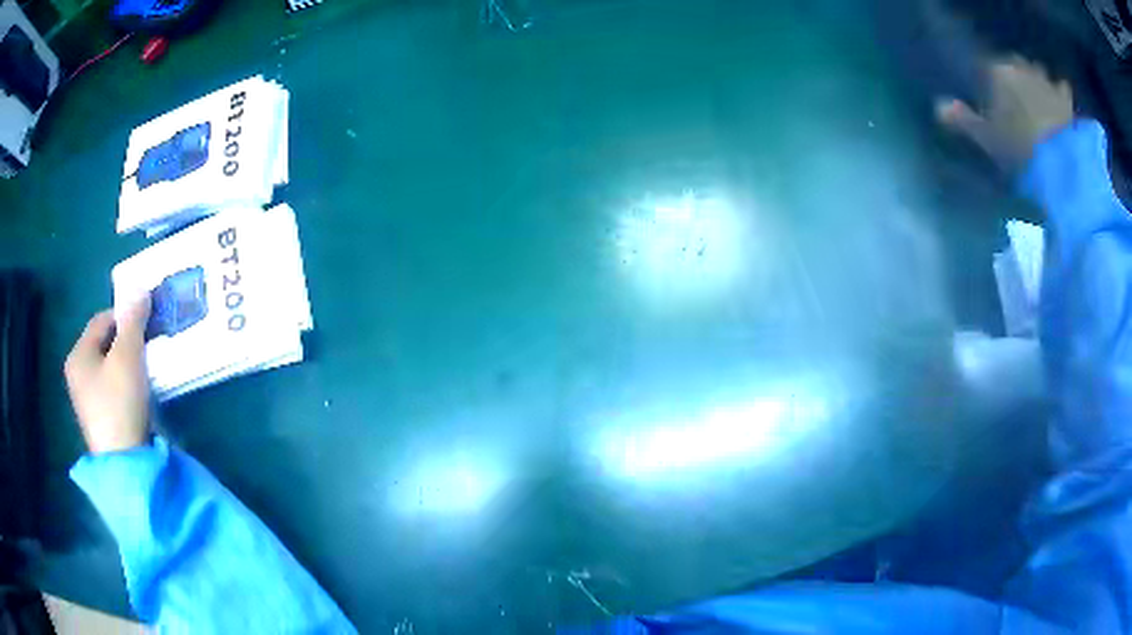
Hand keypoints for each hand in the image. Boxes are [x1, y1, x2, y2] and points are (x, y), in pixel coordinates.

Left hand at [64, 296, 151, 453]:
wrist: (124, 463)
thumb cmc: (120, 402)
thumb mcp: (128, 356)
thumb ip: (133, 321)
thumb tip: (139, 287)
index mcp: (78, 354)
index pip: (101, 320)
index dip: (125, 316)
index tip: (146, 323)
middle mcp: (76, 373)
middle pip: (103, 344)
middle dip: (125, 341)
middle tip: (147, 347)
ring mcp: (85, 399)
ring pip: (107, 367)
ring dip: (125, 363)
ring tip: (144, 370)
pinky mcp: (97, 419)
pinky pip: (109, 388)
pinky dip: (122, 384)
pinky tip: (135, 394)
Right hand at [937, 56, 1073, 170]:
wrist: (1062, 167)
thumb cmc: (1021, 150)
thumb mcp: (987, 141)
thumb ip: (963, 121)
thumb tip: (937, 106)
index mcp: (996, 71)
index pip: (985, 67)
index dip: (988, 83)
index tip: (992, 102)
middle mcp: (1019, 66)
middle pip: (1013, 63)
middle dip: (1015, 76)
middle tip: (1018, 101)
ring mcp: (1044, 79)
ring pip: (1036, 70)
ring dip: (1037, 80)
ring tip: (1041, 100)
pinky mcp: (1065, 97)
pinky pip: (1062, 86)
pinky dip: (1061, 91)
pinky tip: (1061, 100)